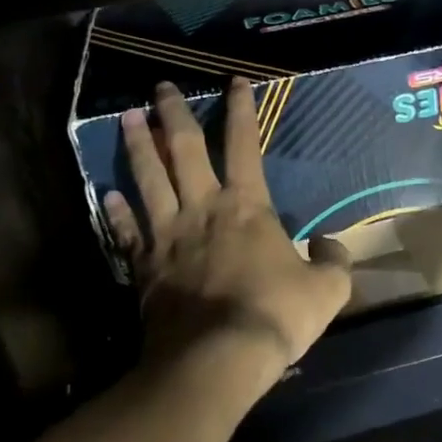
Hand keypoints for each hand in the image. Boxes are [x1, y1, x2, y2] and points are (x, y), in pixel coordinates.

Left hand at [104, 78, 352, 398]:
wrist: (216, 360)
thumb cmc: (274, 316)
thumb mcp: (326, 290)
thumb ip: (334, 262)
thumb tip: (330, 245)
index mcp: (246, 206)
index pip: (244, 144)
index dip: (240, 110)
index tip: (234, 81)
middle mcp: (202, 209)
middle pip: (182, 151)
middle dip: (173, 115)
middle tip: (160, 87)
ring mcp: (168, 236)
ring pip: (148, 180)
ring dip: (137, 147)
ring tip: (127, 118)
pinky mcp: (144, 267)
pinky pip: (127, 231)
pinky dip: (116, 210)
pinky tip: (107, 193)